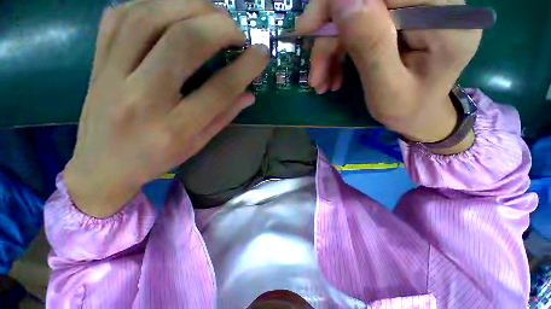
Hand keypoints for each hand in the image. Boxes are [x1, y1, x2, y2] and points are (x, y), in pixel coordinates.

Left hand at [64, 0, 268, 217]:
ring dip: (188, 5)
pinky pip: (120, 16)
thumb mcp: (197, 144)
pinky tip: (172, 10)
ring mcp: (112, 74)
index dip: (246, 67)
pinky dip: (152, 3)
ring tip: (211, 13)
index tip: (262, 53)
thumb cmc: (156, 159)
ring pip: (149, 18)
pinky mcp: (96, 61)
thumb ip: (224, 117)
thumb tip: (249, 94)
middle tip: (236, 30)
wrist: (101, 165)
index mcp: (175, 127)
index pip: (219, 90)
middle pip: (183, 42)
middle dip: (219, 26)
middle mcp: (142, 97)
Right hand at [297, 0, 480, 147]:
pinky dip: (340, 50)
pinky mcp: (399, 17)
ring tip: (321, 82)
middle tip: (315, 73)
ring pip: (357, 13)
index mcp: (443, 21)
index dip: (337, 2)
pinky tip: (333, 74)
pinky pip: (359, 23)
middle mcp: (434, 4)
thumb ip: (371, 46)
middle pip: (365, 1)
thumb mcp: (387, 90)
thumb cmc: (407, 110)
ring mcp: (415, 8)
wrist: (419, 113)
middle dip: (330, 36)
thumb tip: (342, 0)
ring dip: (331, 49)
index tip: (308, 29)